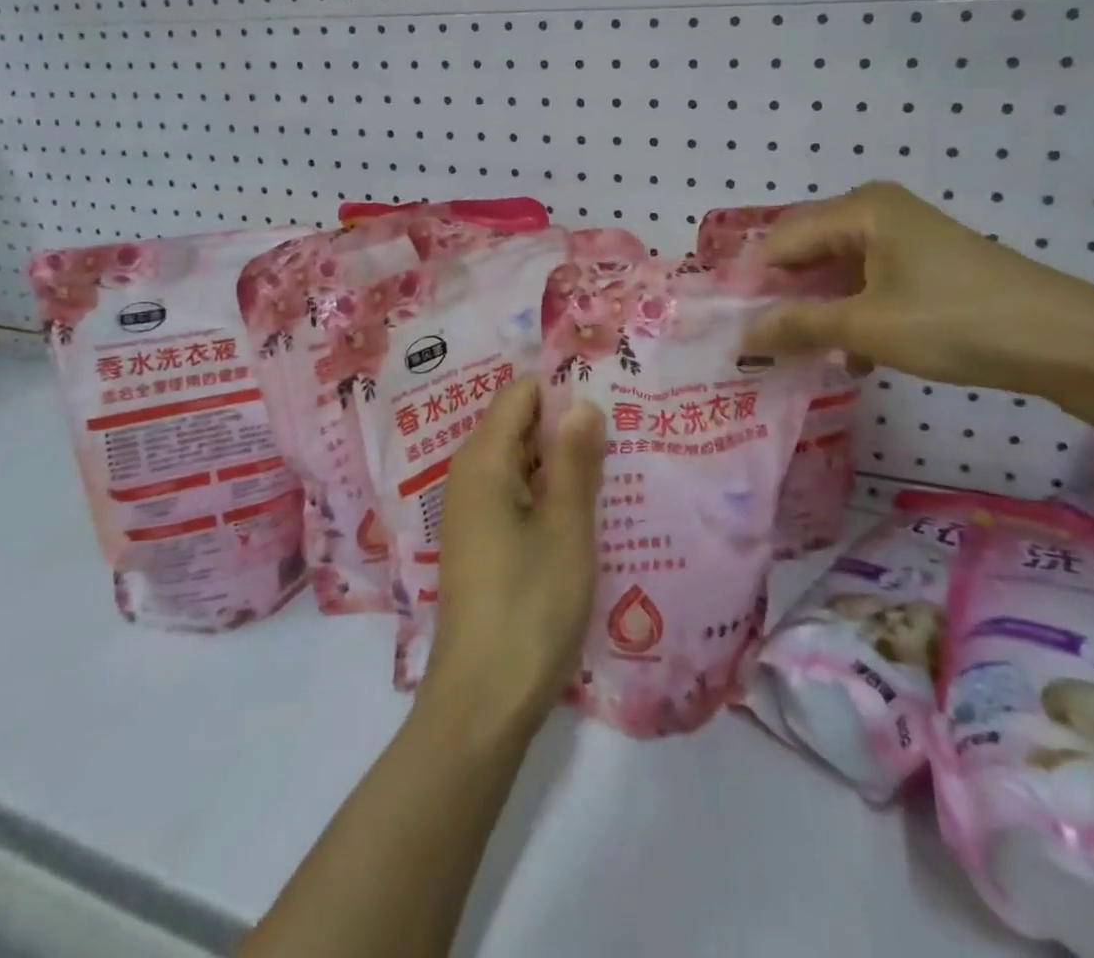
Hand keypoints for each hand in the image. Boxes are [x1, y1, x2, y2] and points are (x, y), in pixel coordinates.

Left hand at [424, 378, 605, 738]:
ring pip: (522, 462)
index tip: (611, 401)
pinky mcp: (481, 543)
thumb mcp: (566, 527)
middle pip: (520, 425)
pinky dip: (549, 494)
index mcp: (484, 460)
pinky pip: (517, 495)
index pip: (521, 393)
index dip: (563, 390)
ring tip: (616, 469)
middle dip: (568, 426)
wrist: (482, 703)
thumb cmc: (529, 606)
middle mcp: (470, 475)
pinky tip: (587, 512)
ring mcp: (472, 511)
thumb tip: (583, 401)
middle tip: (624, 436)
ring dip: (563, 463)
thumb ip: (575, 459)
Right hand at [742, 182, 1093, 399]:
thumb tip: (743, 335)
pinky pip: (865, 281)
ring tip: (805, 354)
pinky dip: (852, 314)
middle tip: (763, 343)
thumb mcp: (867, 327)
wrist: (1063, 339)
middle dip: (784, 298)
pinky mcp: (921, 262)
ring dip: (818, 311)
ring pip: (835, 270)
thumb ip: (797, 326)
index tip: (734, 328)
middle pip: (805, 251)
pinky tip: (853, 355)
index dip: (753, 283)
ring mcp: (901, 235)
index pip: (781, 240)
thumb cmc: (954, 321)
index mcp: (858, 209)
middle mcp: (875, 211)